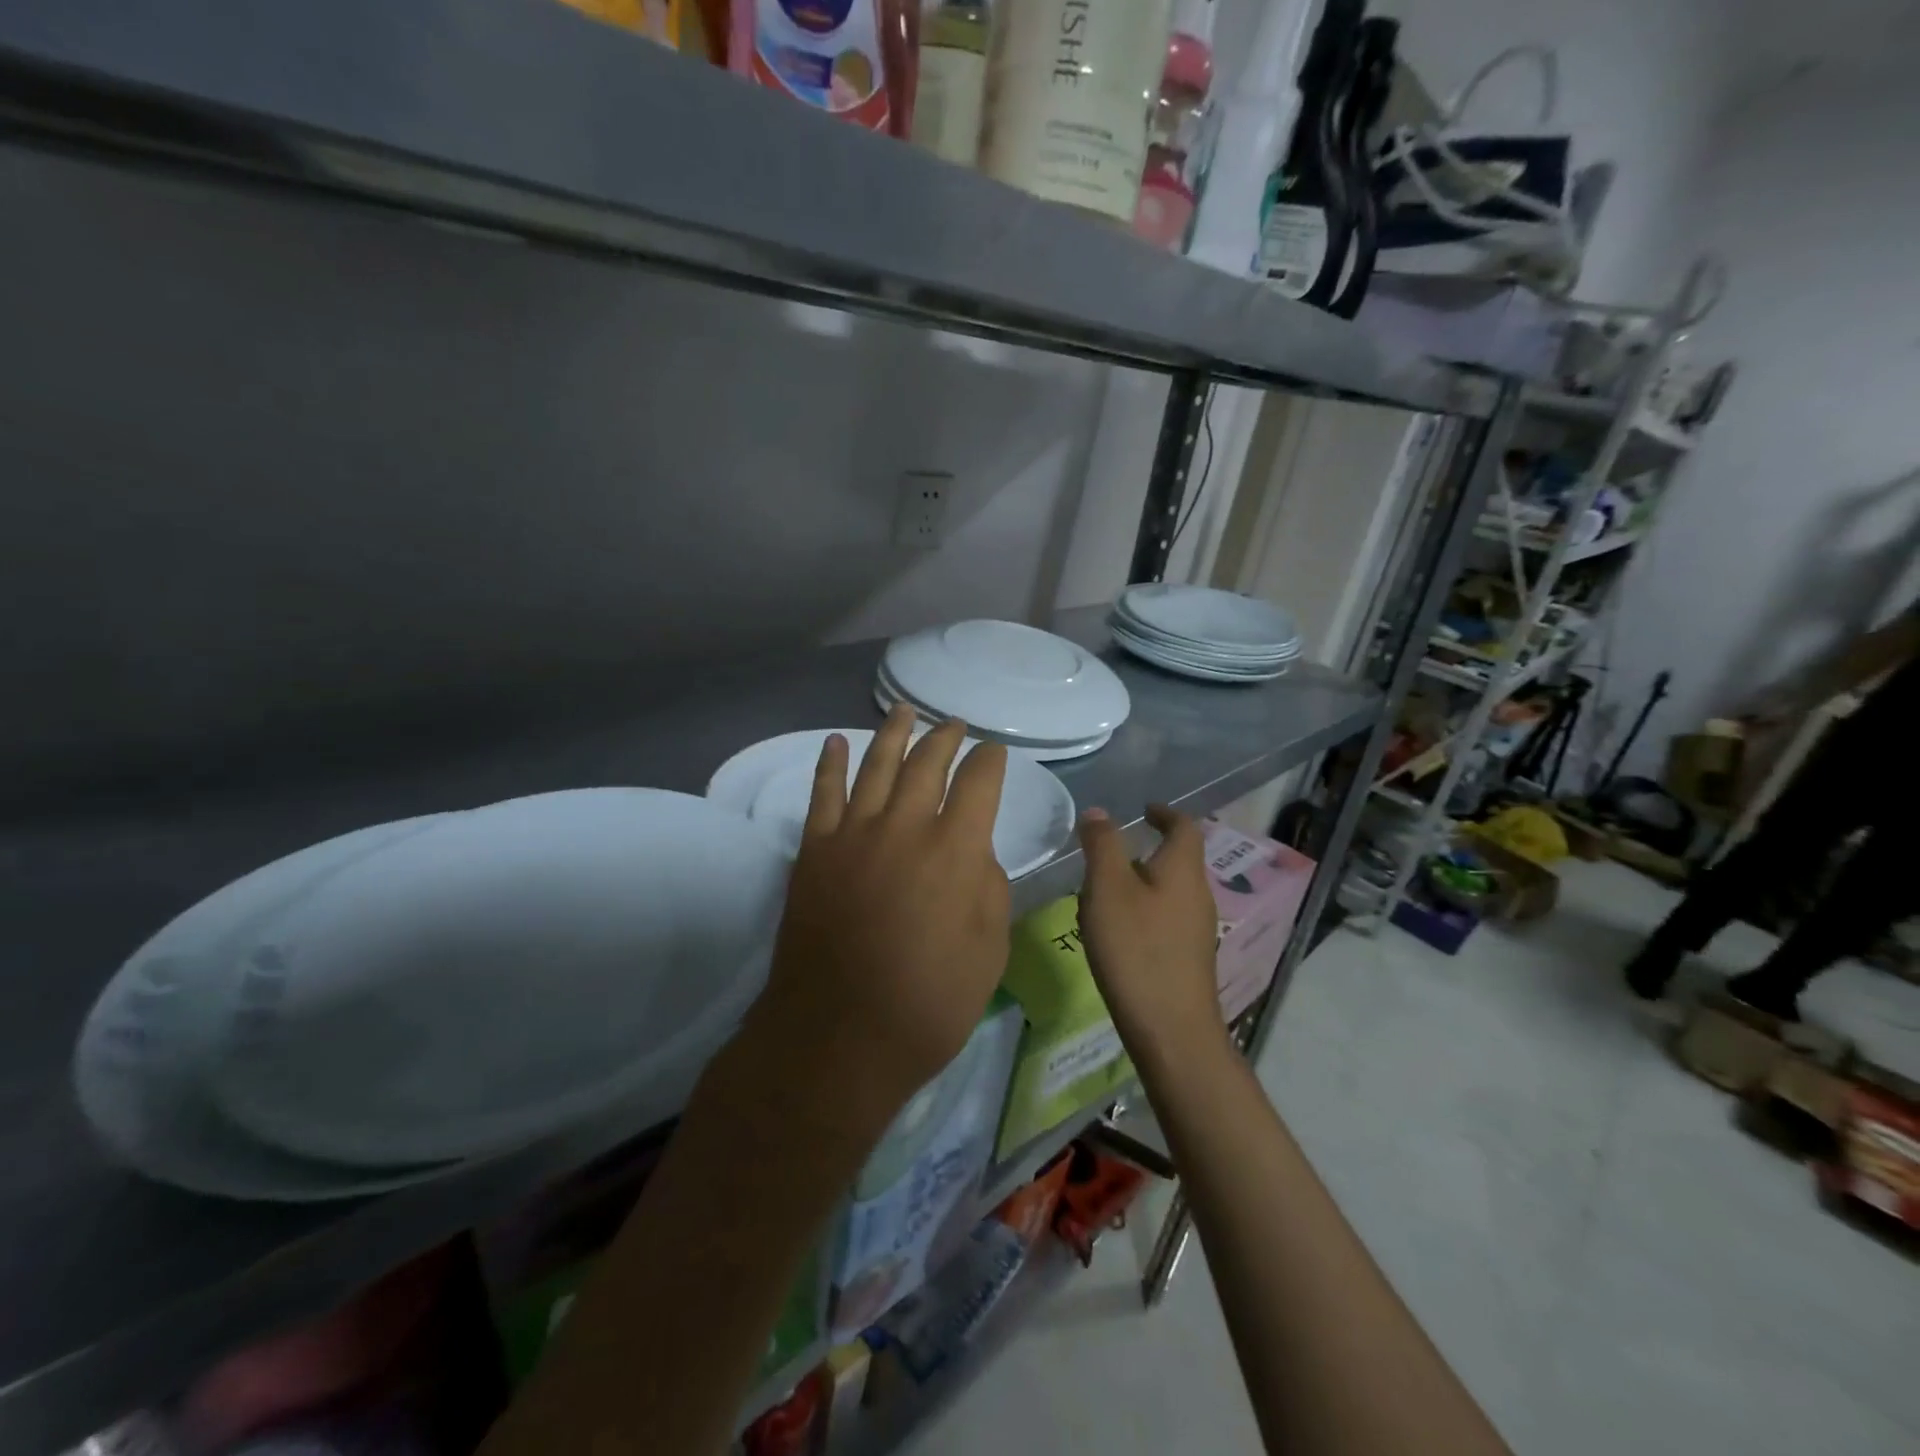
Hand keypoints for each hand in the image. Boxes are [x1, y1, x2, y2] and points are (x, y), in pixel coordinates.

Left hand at [744, 706, 1010, 1136]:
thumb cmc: (927, 1005)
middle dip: (946, 738)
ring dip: (894, 734)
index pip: (979, 782)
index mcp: (955, 849)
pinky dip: (829, 763)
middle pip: (928, 762)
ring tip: (906, 711)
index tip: (995, 751)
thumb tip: (973, 851)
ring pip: (876, 766)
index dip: (990, 760)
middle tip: (955, 724)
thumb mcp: (988, 951)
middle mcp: (904, 826)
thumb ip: (987, 887)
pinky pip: (822, 793)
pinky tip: (836, 742)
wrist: (836, 1037)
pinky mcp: (814, 851)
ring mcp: (853, 834)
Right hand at [1075, 804, 1227, 1069]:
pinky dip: (1142, 912)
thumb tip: (1099, 812)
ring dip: (1139, 884)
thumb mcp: (1107, 888)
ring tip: (1101, 894)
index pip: (1184, 827)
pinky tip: (1115, 933)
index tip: (1143, 810)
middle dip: (1145, 851)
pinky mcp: (1188, 959)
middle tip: (1108, 853)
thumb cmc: (1137, 948)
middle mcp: (1198, 894)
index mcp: (1183, 869)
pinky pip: (1165, 919)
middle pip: (1176, 860)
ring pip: (1168, 891)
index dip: (1164, 813)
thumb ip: (1102, 845)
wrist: (1171, 1029)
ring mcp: (1196, 930)